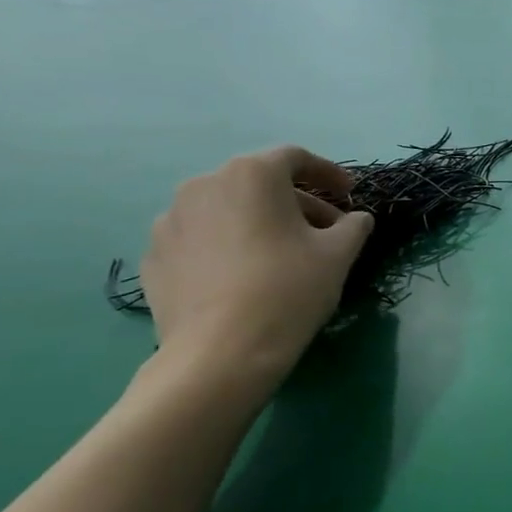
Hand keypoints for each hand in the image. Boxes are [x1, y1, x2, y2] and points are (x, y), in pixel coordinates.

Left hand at [141, 146, 373, 378]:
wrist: (220, 353)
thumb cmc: (289, 289)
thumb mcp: (339, 254)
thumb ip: (354, 225)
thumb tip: (357, 218)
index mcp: (251, 175)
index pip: (295, 158)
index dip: (328, 172)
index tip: (350, 194)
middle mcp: (204, 185)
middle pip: (259, 183)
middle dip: (297, 202)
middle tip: (325, 231)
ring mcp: (170, 221)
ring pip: (227, 210)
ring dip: (259, 222)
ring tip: (283, 254)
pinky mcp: (154, 256)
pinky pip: (200, 238)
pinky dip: (227, 245)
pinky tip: (245, 275)